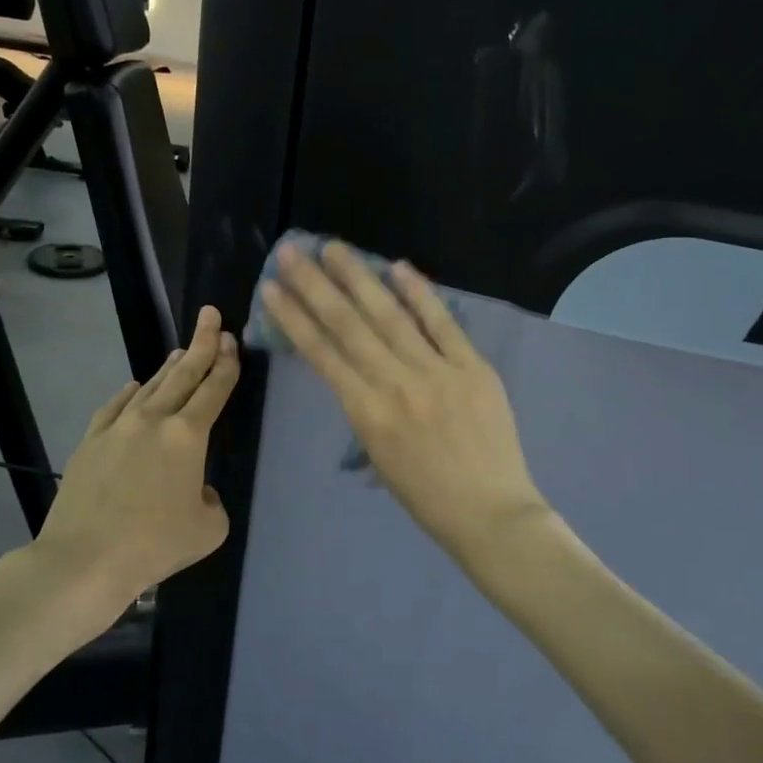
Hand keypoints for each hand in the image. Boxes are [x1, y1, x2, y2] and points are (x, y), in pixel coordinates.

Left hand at [0, 306, 239, 643]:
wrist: (84, 559)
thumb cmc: (155, 545)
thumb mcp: (208, 528)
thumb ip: (211, 500)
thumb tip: (195, 490)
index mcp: (189, 436)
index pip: (214, 389)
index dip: (226, 363)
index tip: (231, 339)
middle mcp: (155, 420)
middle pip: (184, 374)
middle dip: (202, 343)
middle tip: (211, 317)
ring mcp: (118, 427)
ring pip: (150, 387)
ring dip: (169, 367)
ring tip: (181, 351)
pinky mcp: (91, 441)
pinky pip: (115, 407)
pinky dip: (130, 393)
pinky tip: (135, 386)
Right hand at [261, 241, 549, 566]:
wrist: (489, 514)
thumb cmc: (426, 496)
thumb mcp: (379, 455)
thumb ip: (365, 407)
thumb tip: (355, 366)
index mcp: (366, 414)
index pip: (322, 354)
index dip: (294, 318)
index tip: (272, 289)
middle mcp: (395, 385)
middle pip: (348, 325)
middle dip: (316, 285)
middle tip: (293, 251)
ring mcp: (437, 372)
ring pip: (390, 316)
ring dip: (359, 278)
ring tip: (335, 248)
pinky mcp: (473, 368)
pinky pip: (442, 324)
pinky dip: (420, 294)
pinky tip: (398, 267)